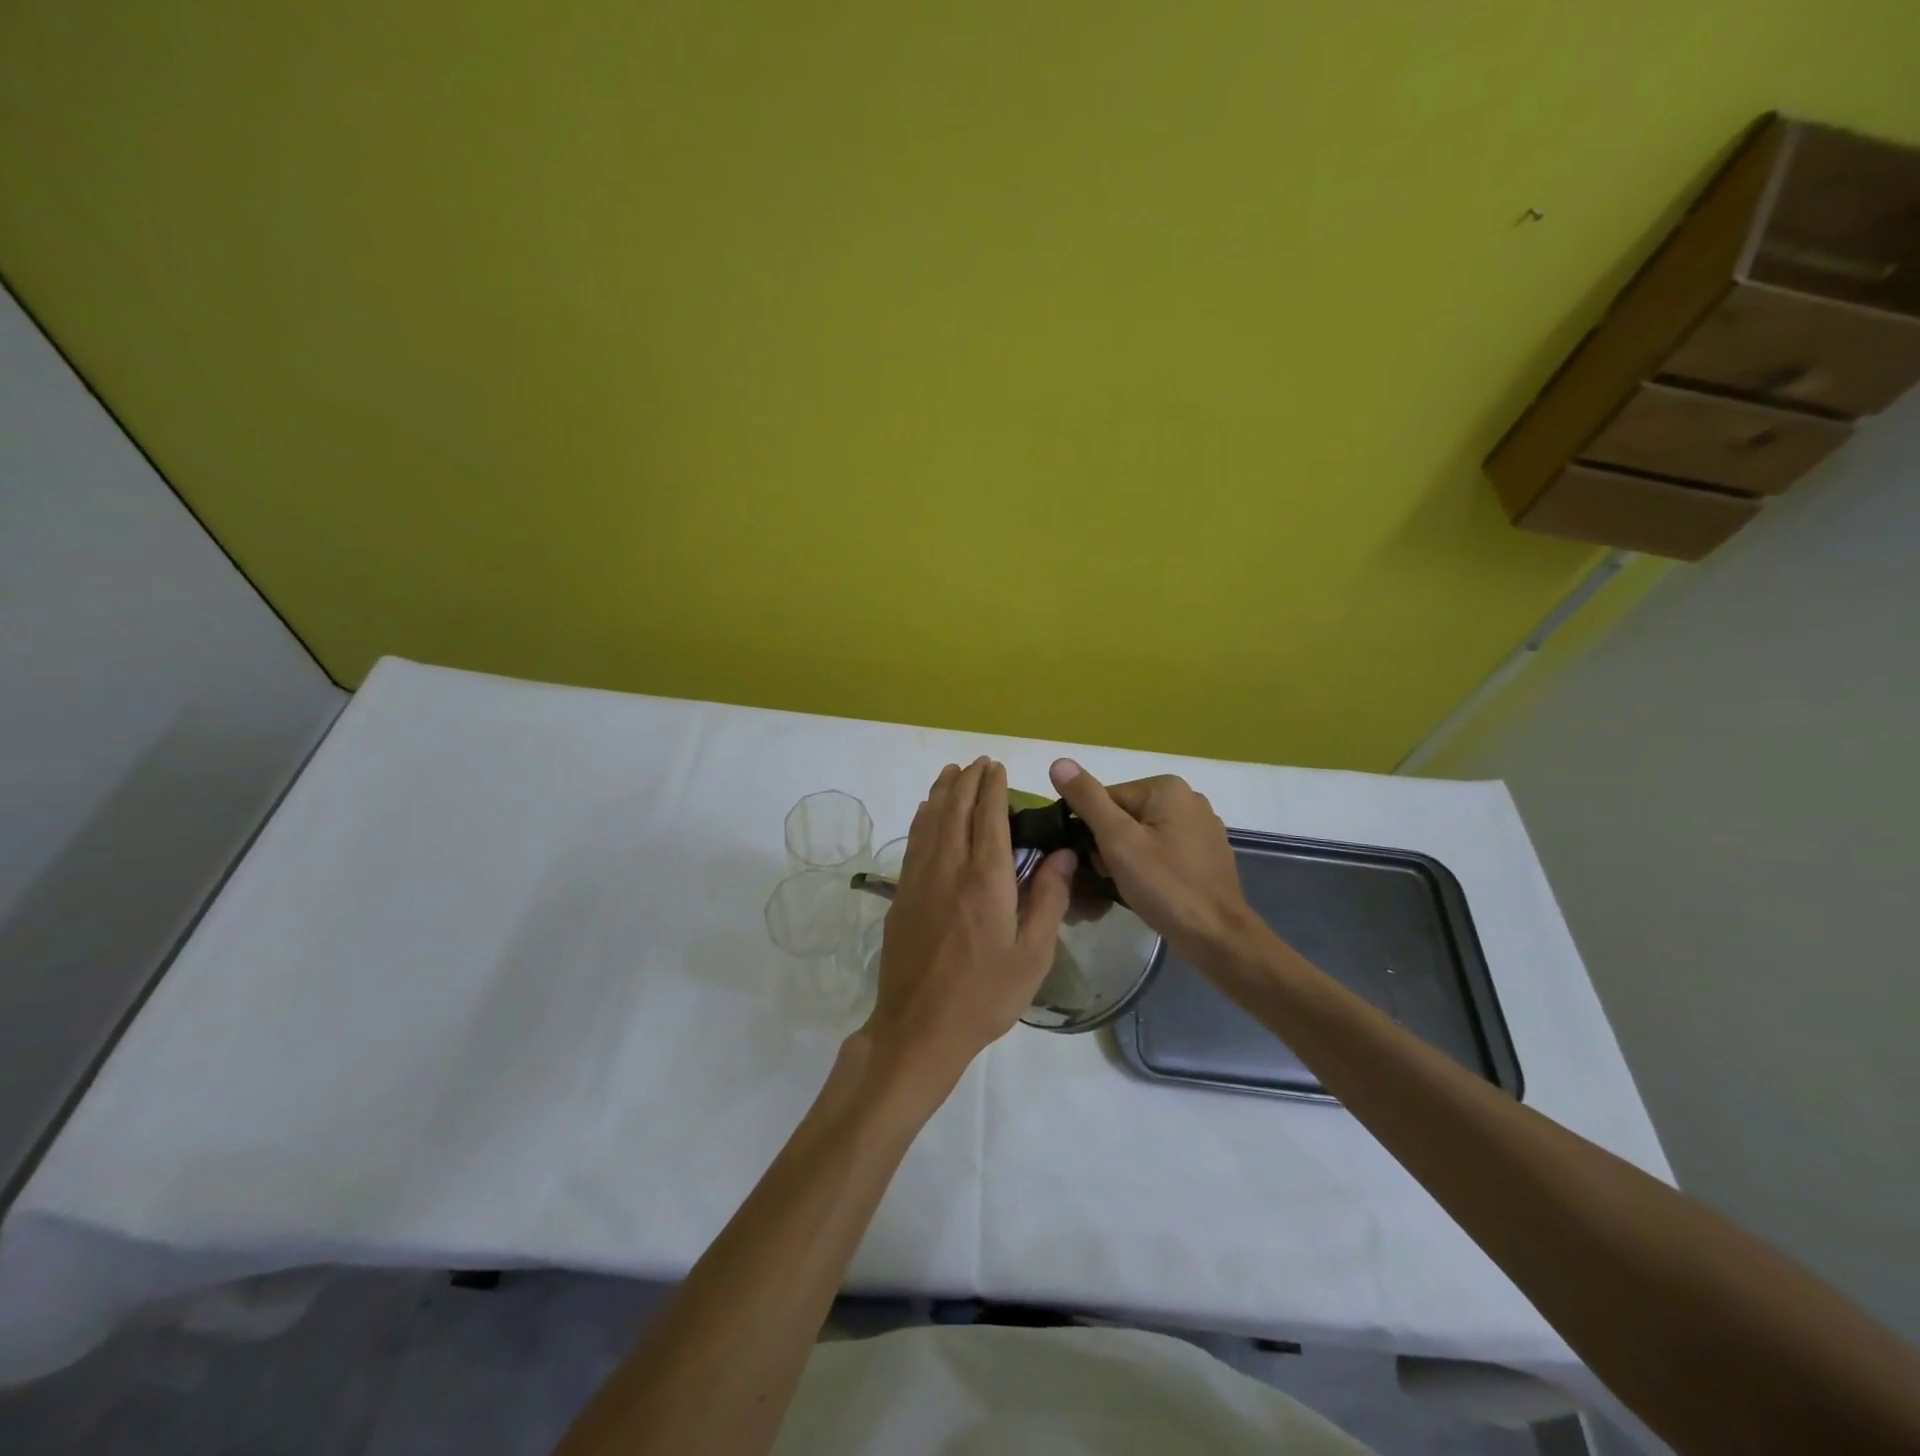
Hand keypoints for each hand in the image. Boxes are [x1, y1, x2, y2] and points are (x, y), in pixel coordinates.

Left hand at [861, 758, 1076, 1094]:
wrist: (919, 1027)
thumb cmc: (984, 995)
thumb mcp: (1032, 954)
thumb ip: (1048, 898)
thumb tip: (1062, 853)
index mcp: (986, 879)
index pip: (989, 817)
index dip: (993, 788)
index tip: (997, 767)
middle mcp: (949, 868)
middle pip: (956, 810)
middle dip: (967, 781)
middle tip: (978, 762)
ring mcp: (920, 879)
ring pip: (930, 820)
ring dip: (942, 792)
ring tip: (951, 772)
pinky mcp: (902, 894)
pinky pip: (914, 842)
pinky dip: (923, 818)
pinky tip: (927, 811)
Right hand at [1048, 759, 1256, 959]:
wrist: (1217, 937)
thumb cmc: (1164, 885)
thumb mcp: (1117, 840)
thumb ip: (1087, 799)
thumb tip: (1059, 762)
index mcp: (1166, 788)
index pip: (1105, 799)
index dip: (1092, 831)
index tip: (1095, 862)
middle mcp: (1188, 798)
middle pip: (1124, 816)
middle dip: (1110, 846)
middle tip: (1112, 878)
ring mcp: (1202, 827)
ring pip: (1142, 835)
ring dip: (1127, 859)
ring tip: (1130, 887)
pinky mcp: (1207, 853)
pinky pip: (1164, 851)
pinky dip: (1150, 867)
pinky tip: (1151, 890)